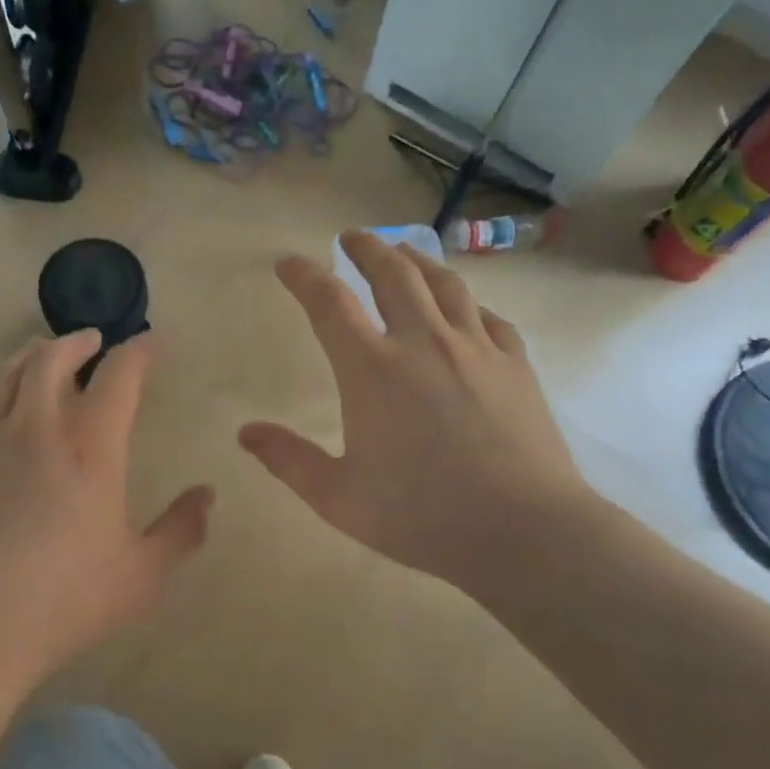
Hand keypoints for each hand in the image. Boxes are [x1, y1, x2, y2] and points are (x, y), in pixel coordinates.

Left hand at [0, 331, 213, 685]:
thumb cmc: (67, 600)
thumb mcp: (143, 575)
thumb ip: (182, 530)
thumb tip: (207, 495)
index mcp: (89, 448)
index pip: (119, 377)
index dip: (139, 352)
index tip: (153, 342)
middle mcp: (35, 431)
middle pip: (49, 360)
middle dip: (75, 342)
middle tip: (92, 341)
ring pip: (0, 377)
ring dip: (25, 358)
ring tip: (39, 356)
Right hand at [239, 231, 601, 593]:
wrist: (524, 531)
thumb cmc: (421, 516)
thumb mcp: (338, 498)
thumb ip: (288, 460)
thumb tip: (245, 432)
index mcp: (372, 371)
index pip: (329, 304)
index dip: (304, 277)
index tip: (288, 264)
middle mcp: (422, 343)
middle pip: (392, 274)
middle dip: (367, 249)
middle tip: (352, 236)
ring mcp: (475, 349)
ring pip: (444, 285)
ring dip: (417, 261)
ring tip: (404, 253)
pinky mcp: (515, 365)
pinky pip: (488, 318)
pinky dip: (468, 305)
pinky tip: (466, 311)